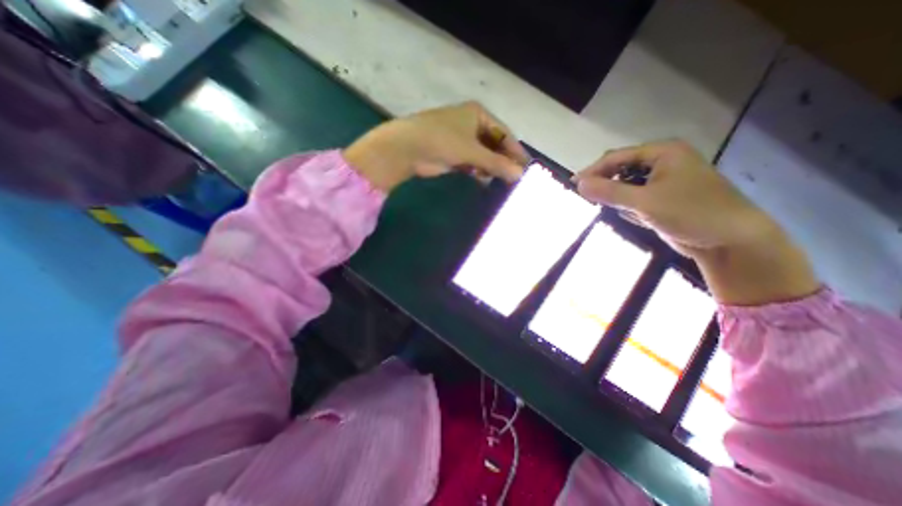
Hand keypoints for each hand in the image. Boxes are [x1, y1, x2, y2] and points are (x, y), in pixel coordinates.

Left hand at [346, 102, 529, 191]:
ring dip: (491, 167)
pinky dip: (478, 170)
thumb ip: (496, 163)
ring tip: (500, 181)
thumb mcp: (472, 151)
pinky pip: (472, 162)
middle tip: (514, 179)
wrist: (407, 148)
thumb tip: (519, 175)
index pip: (504, 133)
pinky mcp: (454, 154)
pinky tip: (483, 179)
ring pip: (484, 155)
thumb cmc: (442, 141)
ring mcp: (462, 139)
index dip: (515, 151)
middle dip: (503, 161)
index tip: (525, 168)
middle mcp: (472, 124)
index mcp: (478, 114)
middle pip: (495, 144)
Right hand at [574, 139, 770, 255]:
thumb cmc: (690, 213)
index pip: (617, 157)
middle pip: (621, 170)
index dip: (593, 170)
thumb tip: (579, 184)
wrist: (730, 241)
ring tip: (626, 213)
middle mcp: (663, 163)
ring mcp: (664, 181)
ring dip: (619, 199)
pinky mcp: (663, 198)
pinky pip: (635, 199)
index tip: (574, 185)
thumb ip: (609, 192)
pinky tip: (640, 219)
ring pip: (627, 186)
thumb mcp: (644, 202)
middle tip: (592, 200)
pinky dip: (630, 208)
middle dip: (607, 186)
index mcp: (663, 153)